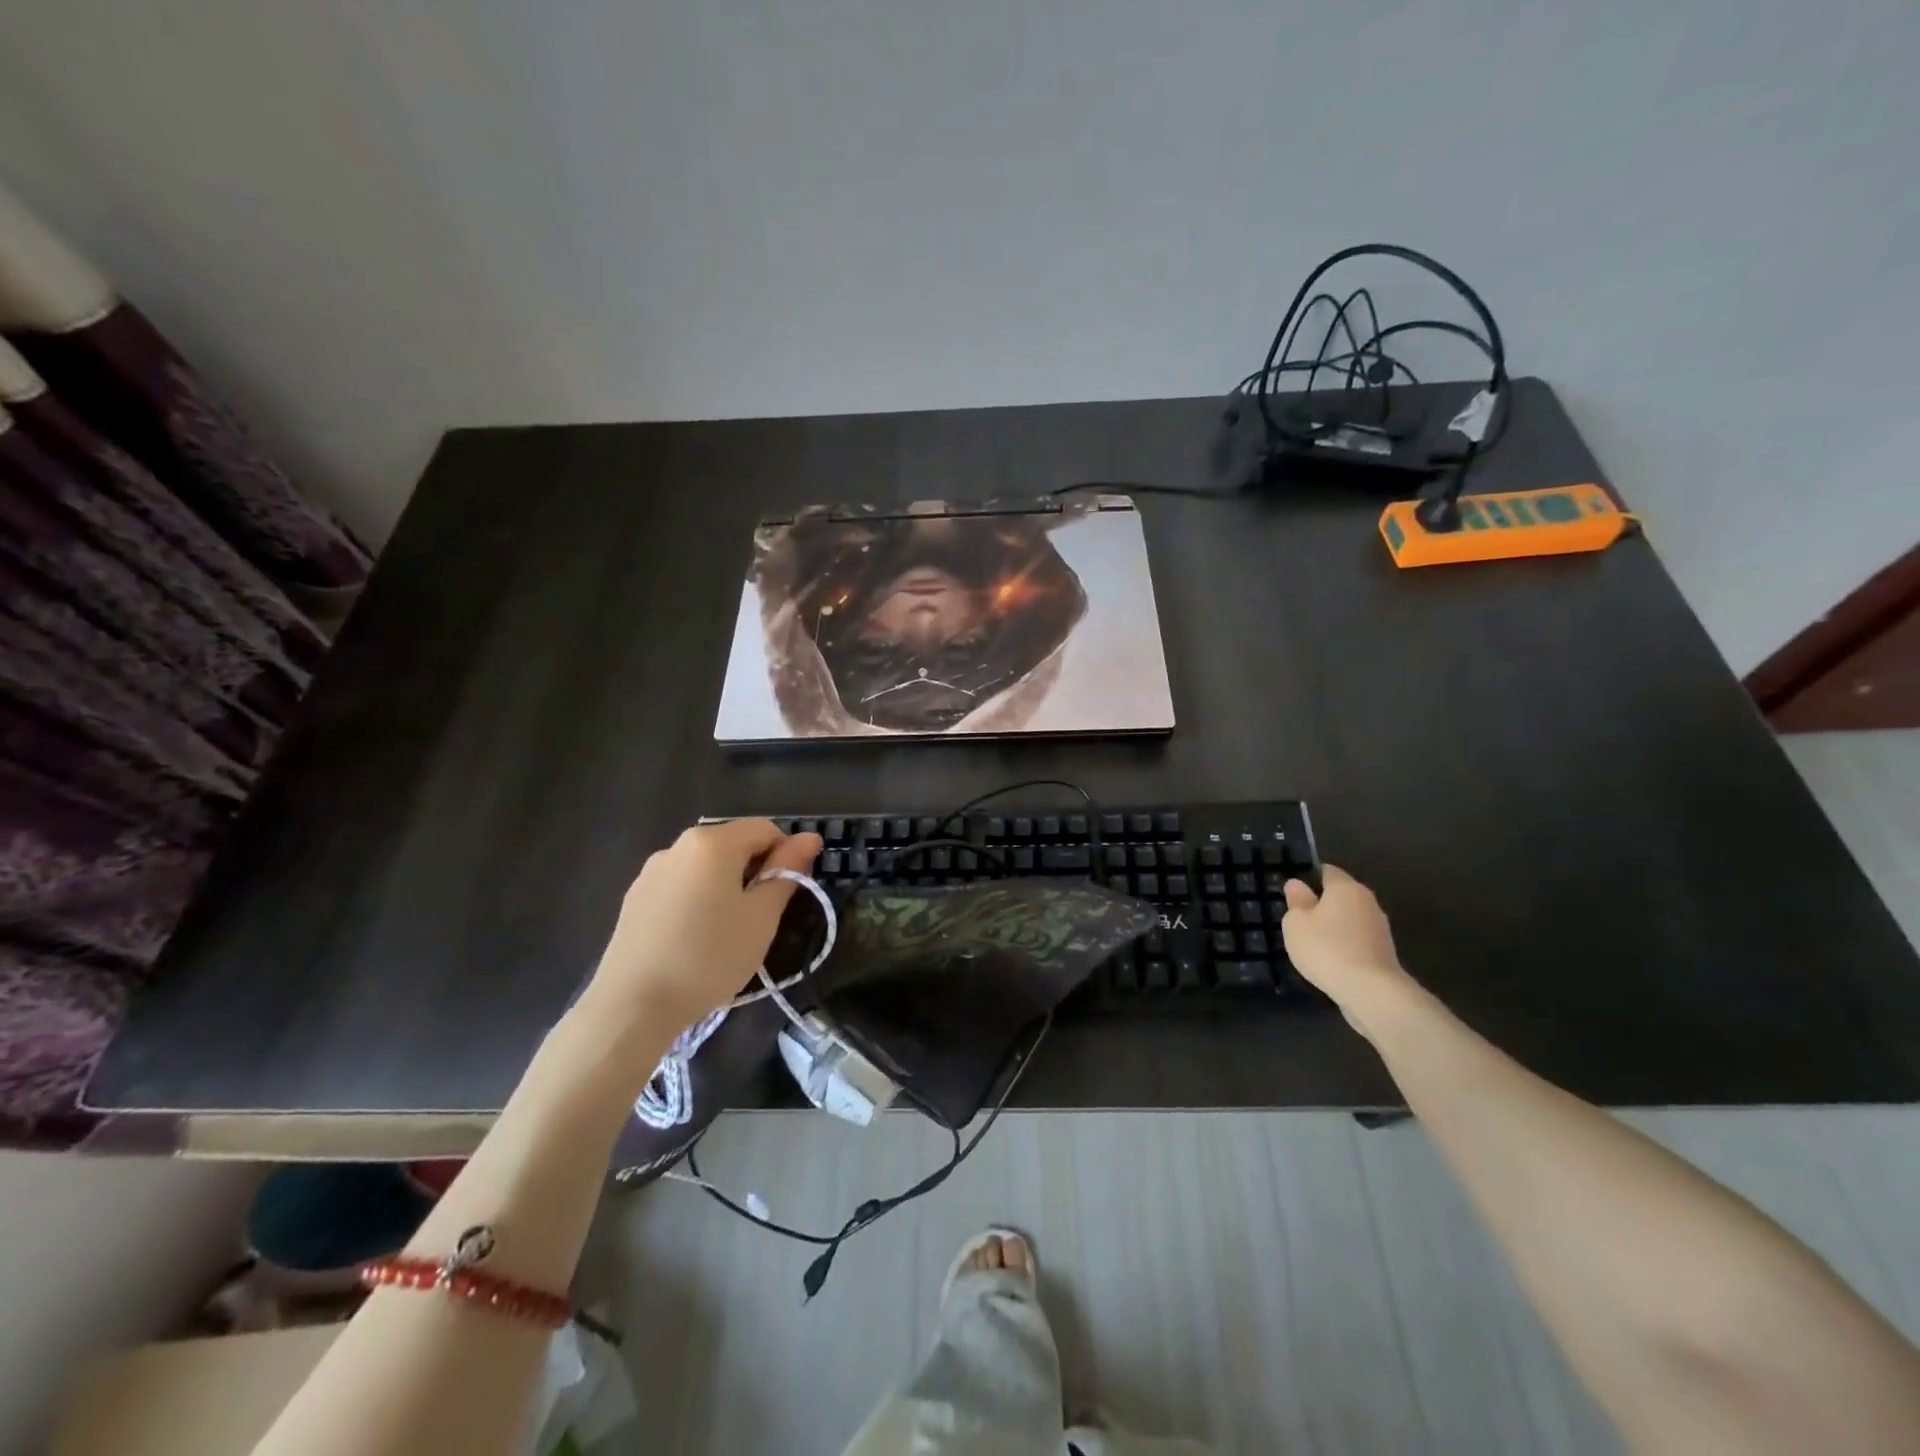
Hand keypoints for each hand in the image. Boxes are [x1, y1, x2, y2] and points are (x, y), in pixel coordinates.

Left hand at [584, 819, 822, 1033]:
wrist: (632, 1006)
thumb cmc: (710, 957)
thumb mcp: (761, 916)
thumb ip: (787, 871)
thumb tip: (810, 838)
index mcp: (712, 843)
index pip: (764, 829)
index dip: (786, 853)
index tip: (790, 890)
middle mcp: (678, 846)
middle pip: (732, 844)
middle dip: (755, 870)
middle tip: (764, 915)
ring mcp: (651, 872)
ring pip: (705, 867)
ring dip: (726, 885)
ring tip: (729, 931)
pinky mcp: (634, 899)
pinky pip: (680, 886)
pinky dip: (699, 899)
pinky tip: (696, 939)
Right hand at [1281, 865, 1416, 1036]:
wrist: (1371, 992)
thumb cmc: (1327, 948)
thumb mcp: (1296, 922)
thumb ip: (1296, 901)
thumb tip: (1297, 885)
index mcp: (1346, 887)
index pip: (1326, 871)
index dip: (1308, 878)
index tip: (1293, 893)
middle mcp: (1367, 901)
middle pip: (1341, 895)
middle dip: (1322, 904)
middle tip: (1298, 919)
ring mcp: (1380, 928)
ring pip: (1350, 919)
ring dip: (1334, 927)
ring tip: (1313, 943)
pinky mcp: (1385, 952)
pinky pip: (1358, 940)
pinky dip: (1345, 946)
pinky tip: (1331, 960)